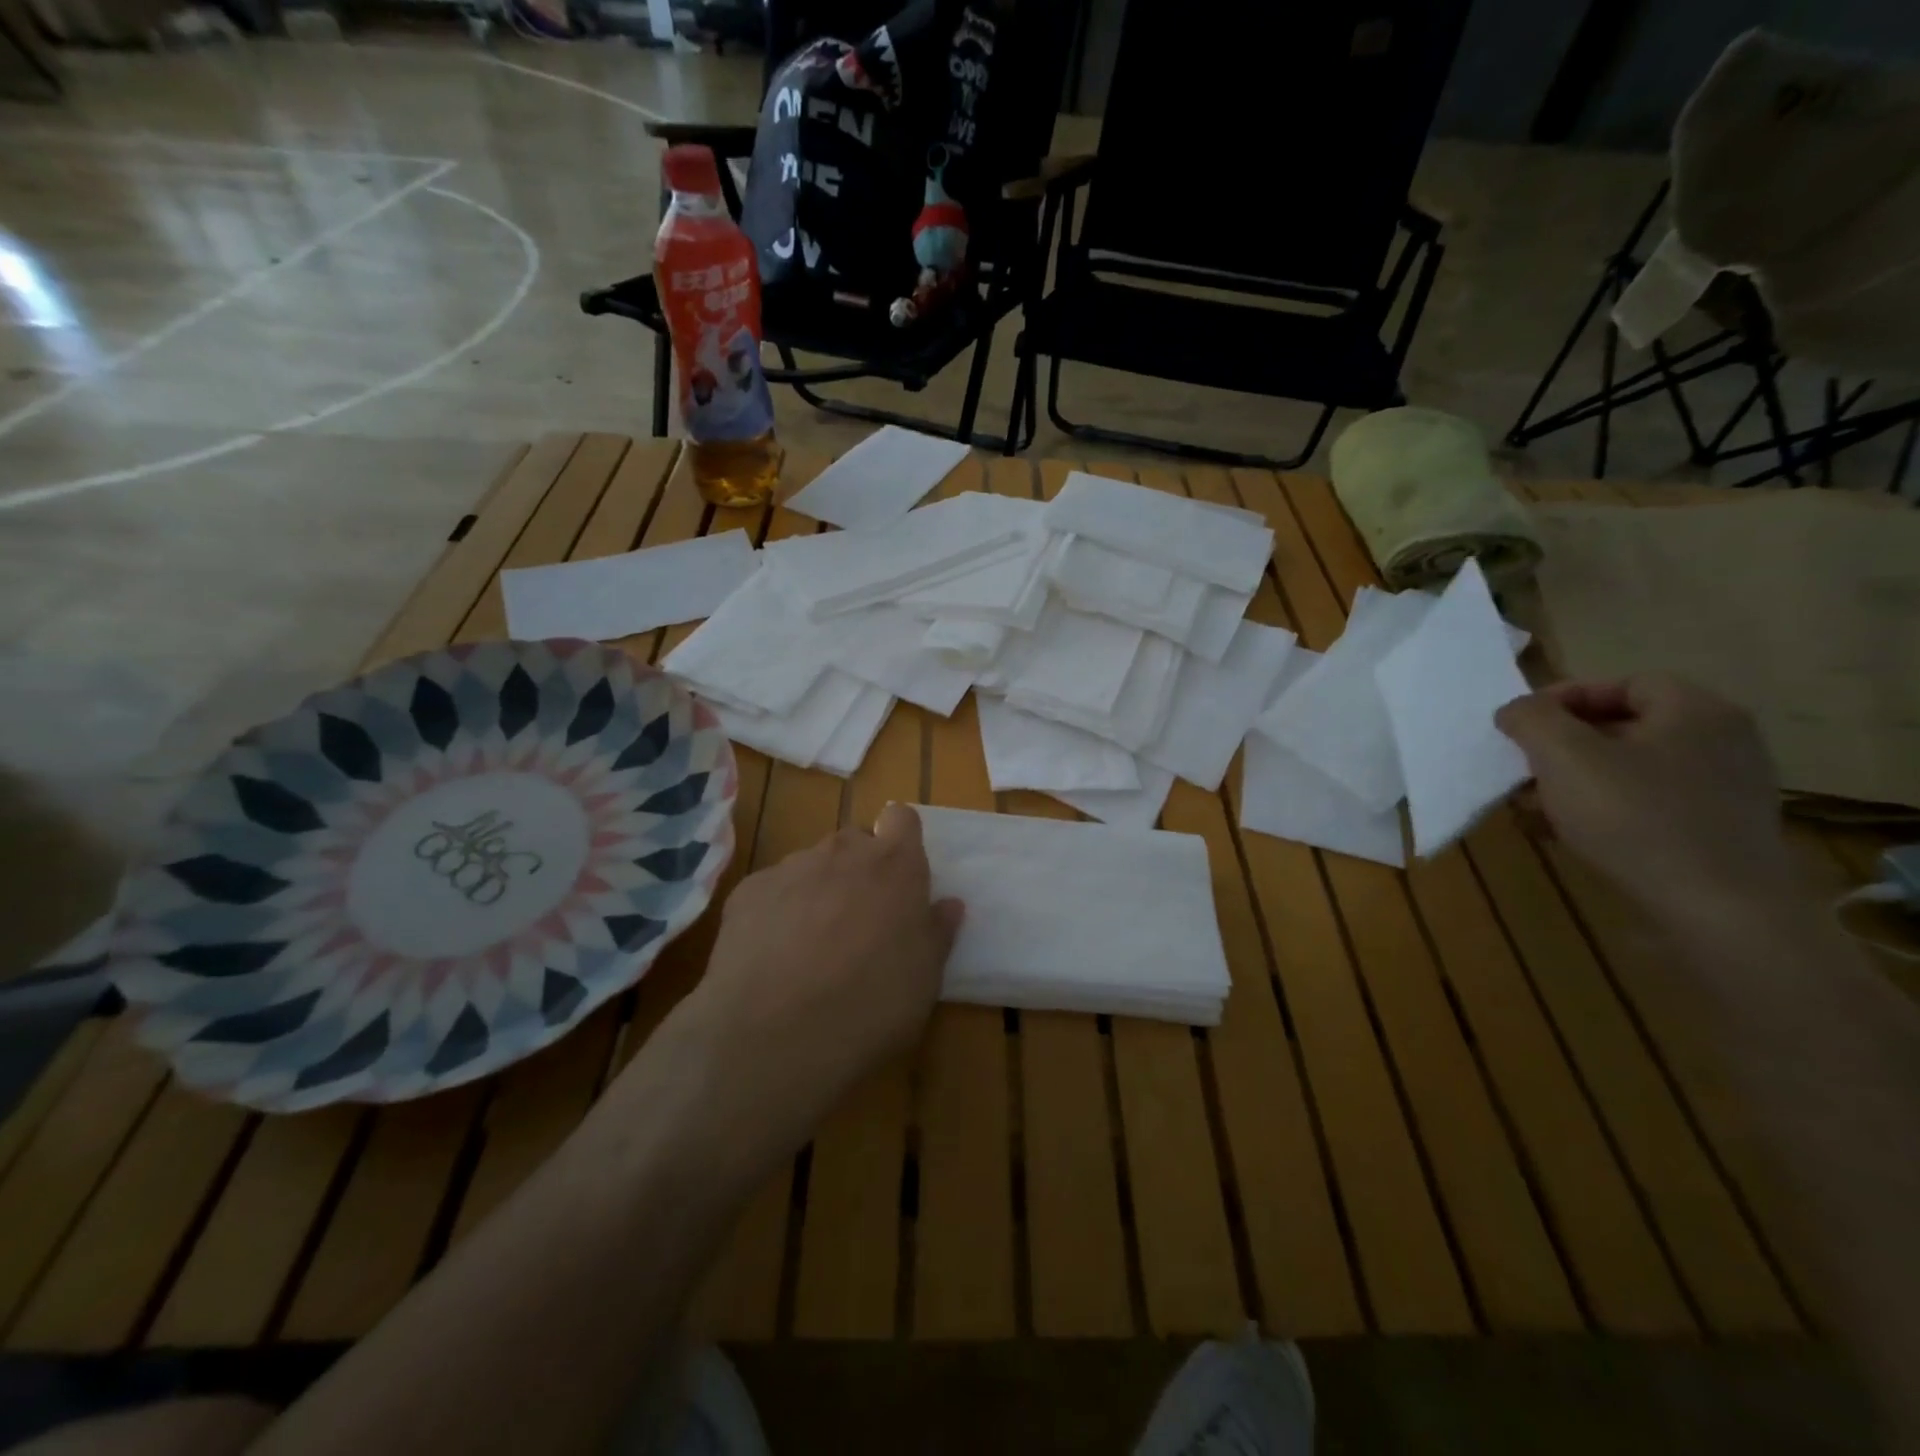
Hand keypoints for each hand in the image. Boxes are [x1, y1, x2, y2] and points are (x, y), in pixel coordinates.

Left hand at [672, 804, 962, 1170]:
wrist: (774, 1034)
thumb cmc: (871, 1004)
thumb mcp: (925, 978)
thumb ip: (936, 932)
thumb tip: (948, 904)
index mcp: (894, 865)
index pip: (902, 818)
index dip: (901, 841)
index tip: (900, 876)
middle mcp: (842, 852)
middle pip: (854, 842)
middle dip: (859, 870)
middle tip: (860, 920)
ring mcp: (790, 868)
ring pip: (811, 866)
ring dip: (818, 890)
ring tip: (811, 945)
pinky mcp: (747, 892)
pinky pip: (771, 890)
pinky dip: (776, 912)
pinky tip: (772, 956)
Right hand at [1496, 674, 1798, 926]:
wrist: (1716, 911)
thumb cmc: (1634, 818)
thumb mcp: (1562, 756)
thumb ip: (1530, 719)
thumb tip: (1516, 711)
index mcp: (1696, 711)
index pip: (1621, 683)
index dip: (1564, 698)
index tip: (1520, 726)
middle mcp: (1721, 741)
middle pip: (1624, 727)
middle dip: (1562, 746)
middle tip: (1522, 768)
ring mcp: (1725, 789)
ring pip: (1630, 769)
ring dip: (1575, 781)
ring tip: (1535, 806)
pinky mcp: (1716, 831)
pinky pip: (1647, 804)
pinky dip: (1603, 810)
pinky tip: (1568, 834)